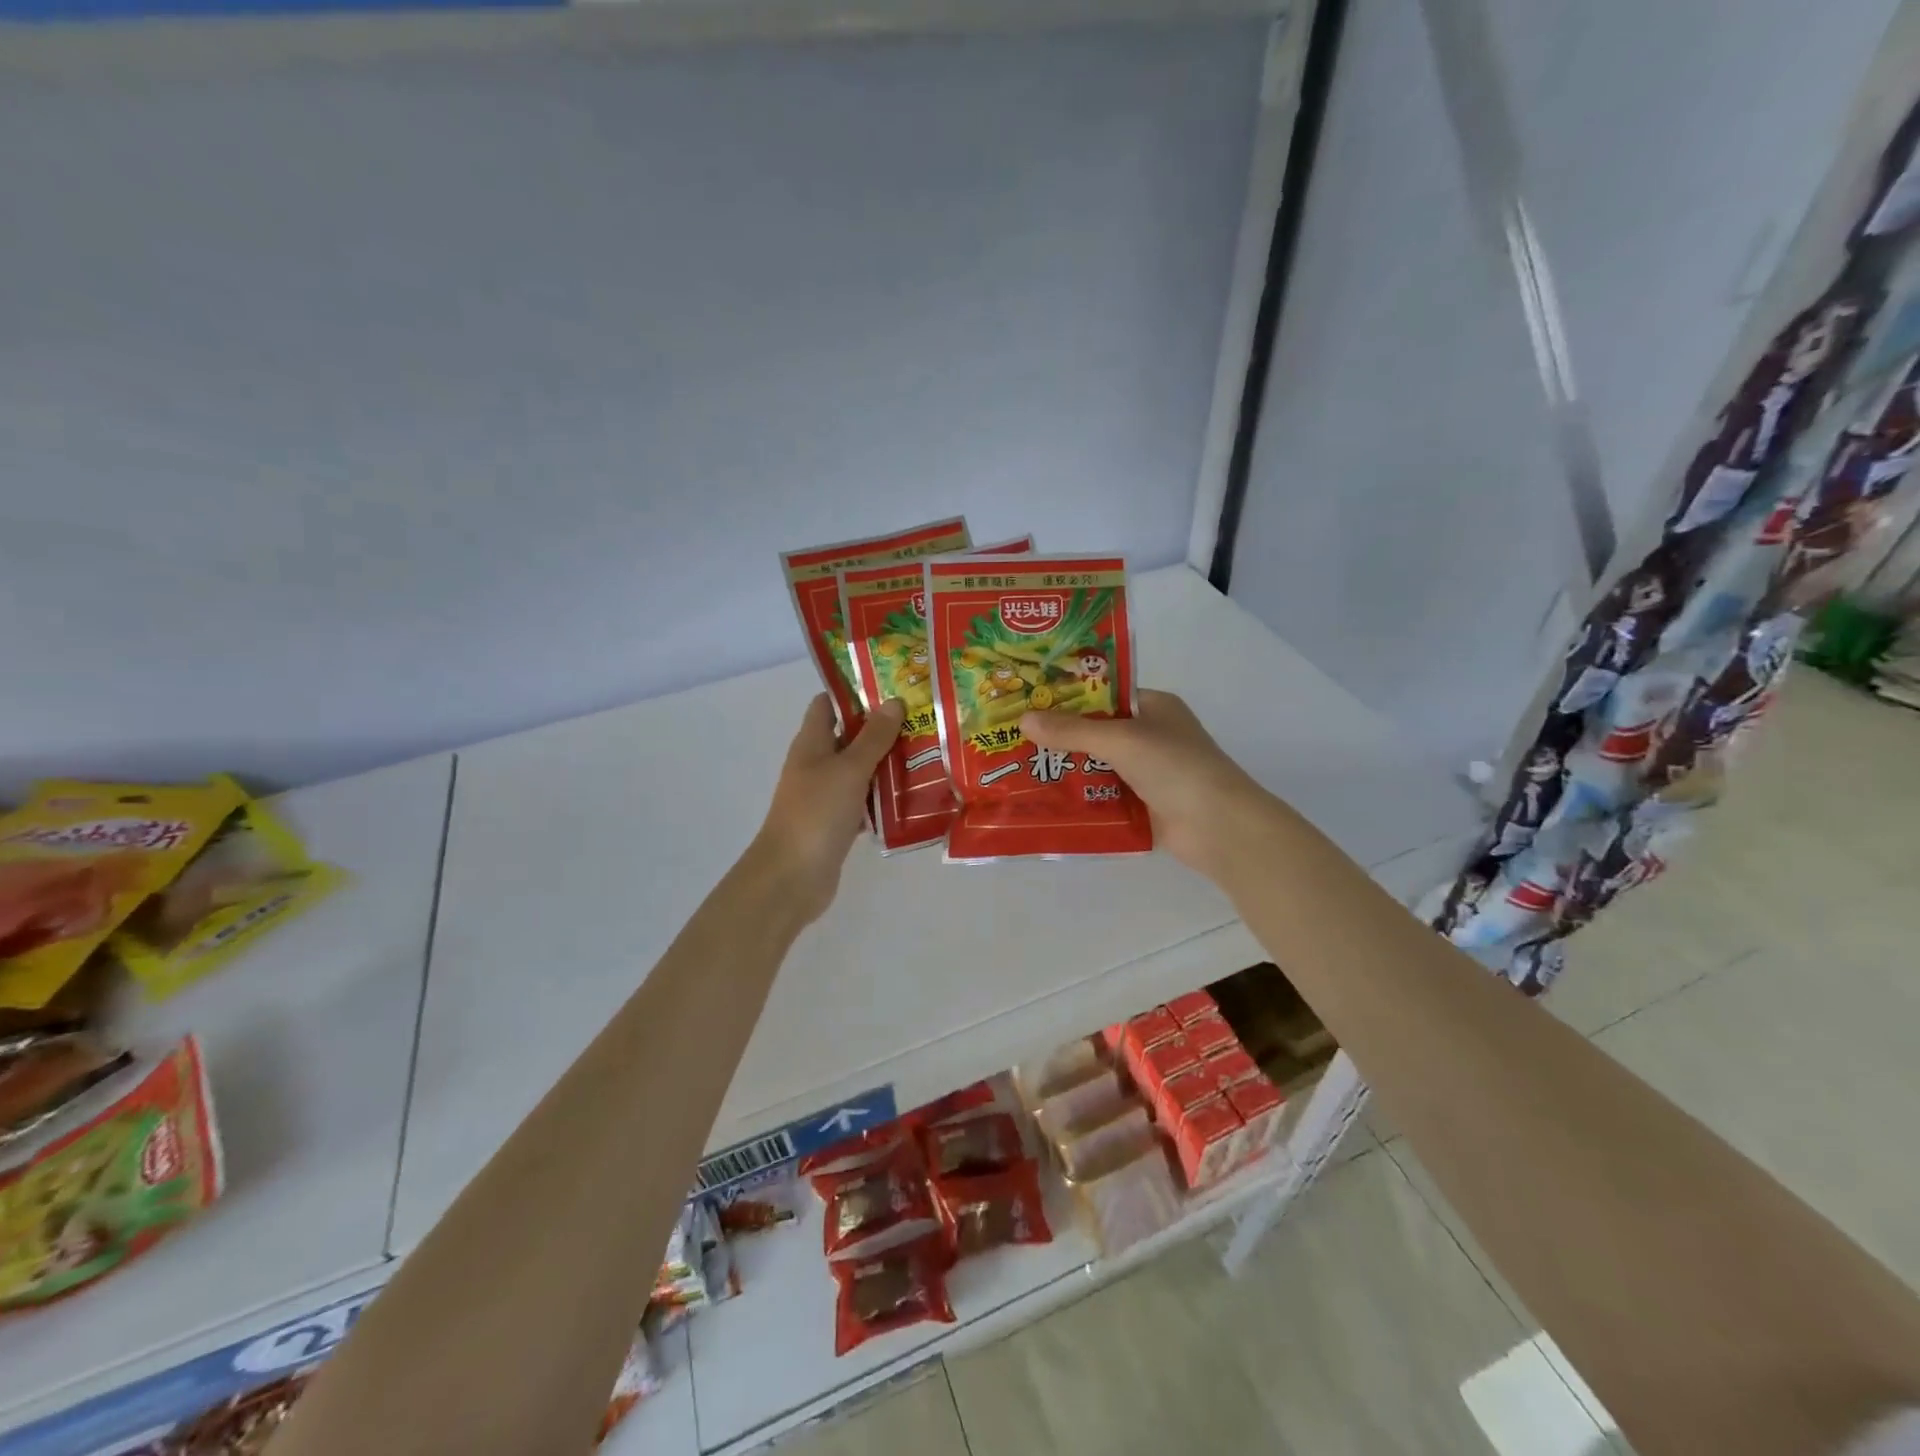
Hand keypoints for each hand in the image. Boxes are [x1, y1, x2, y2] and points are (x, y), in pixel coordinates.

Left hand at [750, 694, 903, 924]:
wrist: (792, 877)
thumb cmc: (817, 813)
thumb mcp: (849, 769)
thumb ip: (873, 737)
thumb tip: (893, 701)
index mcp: (812, 742)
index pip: (828, 704)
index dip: (854, 692)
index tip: (891, 686)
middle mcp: (816, 764)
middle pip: (849, 736)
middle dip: (882, 728)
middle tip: (923, 719)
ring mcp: (825, 795)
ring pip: (860, 770)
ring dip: (887, 763)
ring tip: (928, 752)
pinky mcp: (837, 822)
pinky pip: (864, 801)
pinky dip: (884, 797)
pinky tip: (914, 796)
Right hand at [1020, 690, 1278, 882]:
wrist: (1218, 827)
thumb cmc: (1175, 767)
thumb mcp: (1121, 739)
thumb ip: (1072, 730)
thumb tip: (1023, 719)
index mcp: (1153, 707)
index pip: (1103, 694)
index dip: (1067, 696)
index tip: (1027, 700)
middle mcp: (1150, 736)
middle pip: (1096, 731)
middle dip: (1059, 736)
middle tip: (1012, 736)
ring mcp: (1148, 773)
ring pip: (1097, 765)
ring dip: (1066, 769)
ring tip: (1017, 768)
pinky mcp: (1143, 805)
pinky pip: (1103, 796)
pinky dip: (1079, 798)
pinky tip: (1044, 800)